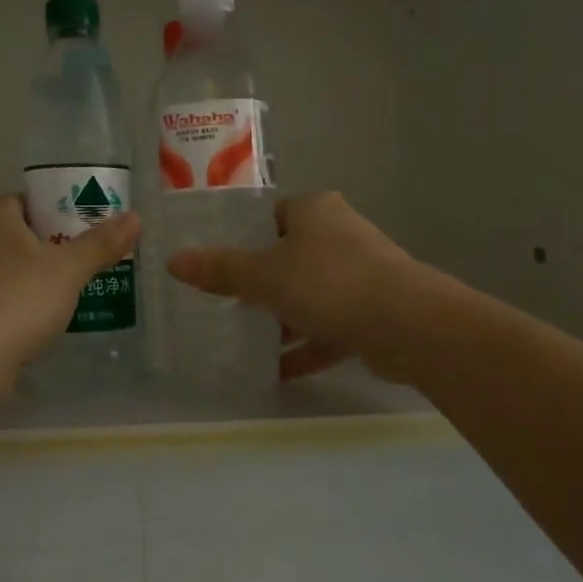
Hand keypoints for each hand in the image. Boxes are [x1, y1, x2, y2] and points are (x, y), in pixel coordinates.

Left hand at [0, 196, 141, 380]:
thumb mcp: (69, 269)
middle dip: (45, 244)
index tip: (77, 221)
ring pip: (4, 270)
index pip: (20, 200)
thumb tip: (134, 217)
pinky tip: (40, 322)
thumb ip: (101, 244)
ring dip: (31, 277)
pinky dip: (17, 306)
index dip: (49, 206)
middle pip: (13, 236)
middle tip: (80, 256)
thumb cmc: (20, 299)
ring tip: (67, 290)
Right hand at [167, 191, 427, 379]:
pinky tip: (277, 371)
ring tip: (244, 339)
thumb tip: (173, 261)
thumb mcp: (264, 275)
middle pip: (290, 256)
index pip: (272, 215)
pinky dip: (306, 346)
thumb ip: (220, 270)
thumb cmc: (328, 283)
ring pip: (310, 293)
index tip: (218, 261)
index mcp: (315, 210)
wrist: (408, 326)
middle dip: (260, 282)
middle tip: (225, 302)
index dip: (244, 236)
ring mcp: (362, 274)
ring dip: (283, 318)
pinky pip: (330, 327)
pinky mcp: (374, 312)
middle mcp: (341, 234)